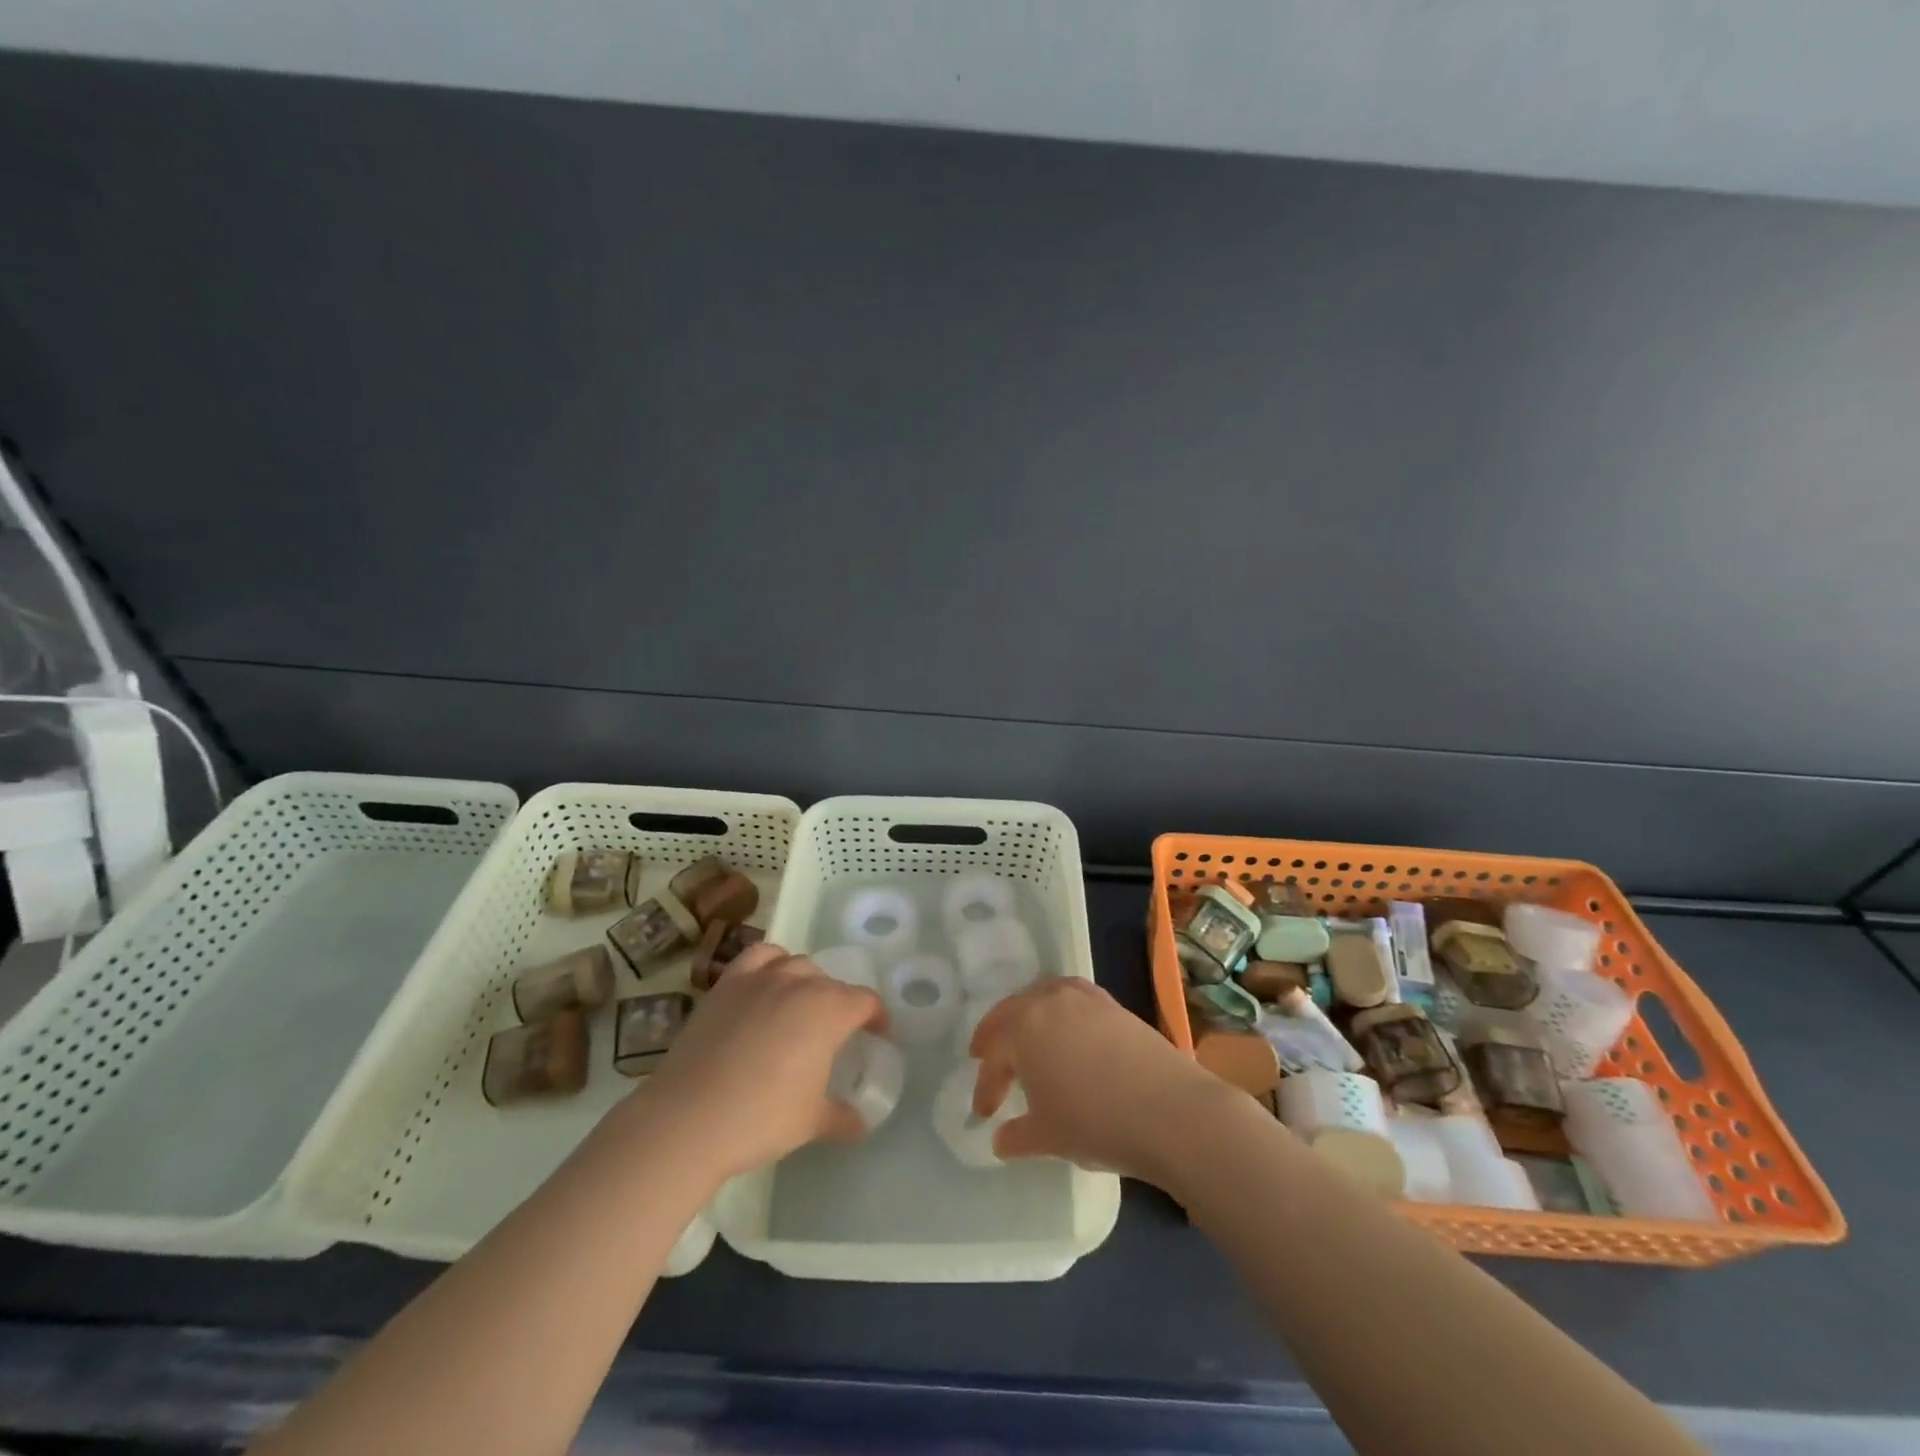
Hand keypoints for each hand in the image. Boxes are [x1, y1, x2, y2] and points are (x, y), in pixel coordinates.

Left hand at [623, 943, 886, 1180]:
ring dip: (807, 981)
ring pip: (797, 964)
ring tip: (801, 1007)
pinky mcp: (727, 984)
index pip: (865, 1001)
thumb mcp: (811, 1122)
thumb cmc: (761, 1117)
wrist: (688, 1117)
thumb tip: (862, 1124)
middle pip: (831, 982)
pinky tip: (767, 985)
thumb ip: (842, 1117)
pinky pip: (758, 957)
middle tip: (835, 1033)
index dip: (876, 1016)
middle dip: (840, 1003)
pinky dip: (771, 963)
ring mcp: (760, 979)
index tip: (878, 1034)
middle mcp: (800, 983)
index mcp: (830, 1010)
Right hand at [970, 978, 1234, 1182]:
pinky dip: (1059, 1011)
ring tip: (1025, 1037)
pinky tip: (1066, 1031)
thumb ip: (1017, 1136)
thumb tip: (1001, 1139)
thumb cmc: (1096, 1123)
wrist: (1170, 1110)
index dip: (985, 1087)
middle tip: (985, 1057)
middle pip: (1011, 1013)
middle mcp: (1048, 1001)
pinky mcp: (1112, 1004)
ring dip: (1027, 1016)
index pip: (994, 1057)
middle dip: (996, 1037)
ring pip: (1042, 997)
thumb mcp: (1048, 1137)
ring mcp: (1084, 998)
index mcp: (1022, 1028)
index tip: (984, 1113)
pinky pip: (1072, 998)